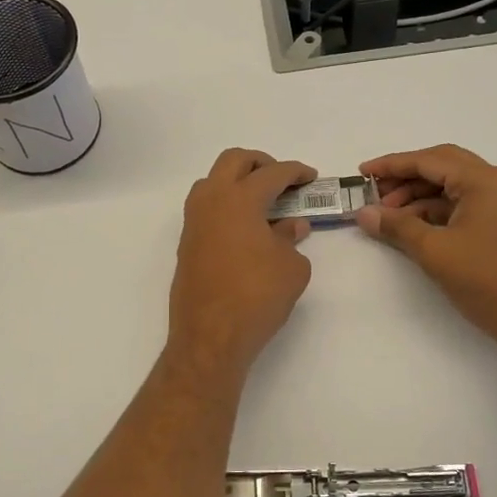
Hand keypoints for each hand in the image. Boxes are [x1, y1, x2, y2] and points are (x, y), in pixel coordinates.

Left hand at [167, 149, 315, 369]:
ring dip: (237, 182)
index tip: (309, 177)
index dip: (295, 172)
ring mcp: (194, 221)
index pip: (271, 173)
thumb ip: (291, 239)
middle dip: (260, 163)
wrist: (210, 336)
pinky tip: (246, 229)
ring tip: (262, 203)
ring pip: (213, 181)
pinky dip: (226, 206)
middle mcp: (211, 201)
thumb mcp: (291, 267)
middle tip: (281, 181)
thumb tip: (290, 226)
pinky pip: (206, 208)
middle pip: (233, 161)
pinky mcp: (186, 243)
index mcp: (240, 199)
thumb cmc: (257, 296)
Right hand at [355, 144, 496, 349]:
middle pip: (443, 166)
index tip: (363, 172)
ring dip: (420, 197)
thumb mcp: (434, 251)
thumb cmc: (487, 279)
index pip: (430, 160)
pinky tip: (415, 228)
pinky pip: (465, 205)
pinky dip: (438, 212)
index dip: (392, 165)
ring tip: (389, 217)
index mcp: (485, 181)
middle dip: (406, 178)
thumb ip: (396, 227)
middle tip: (375, 193)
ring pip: (454, 187)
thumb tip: (363, 214)